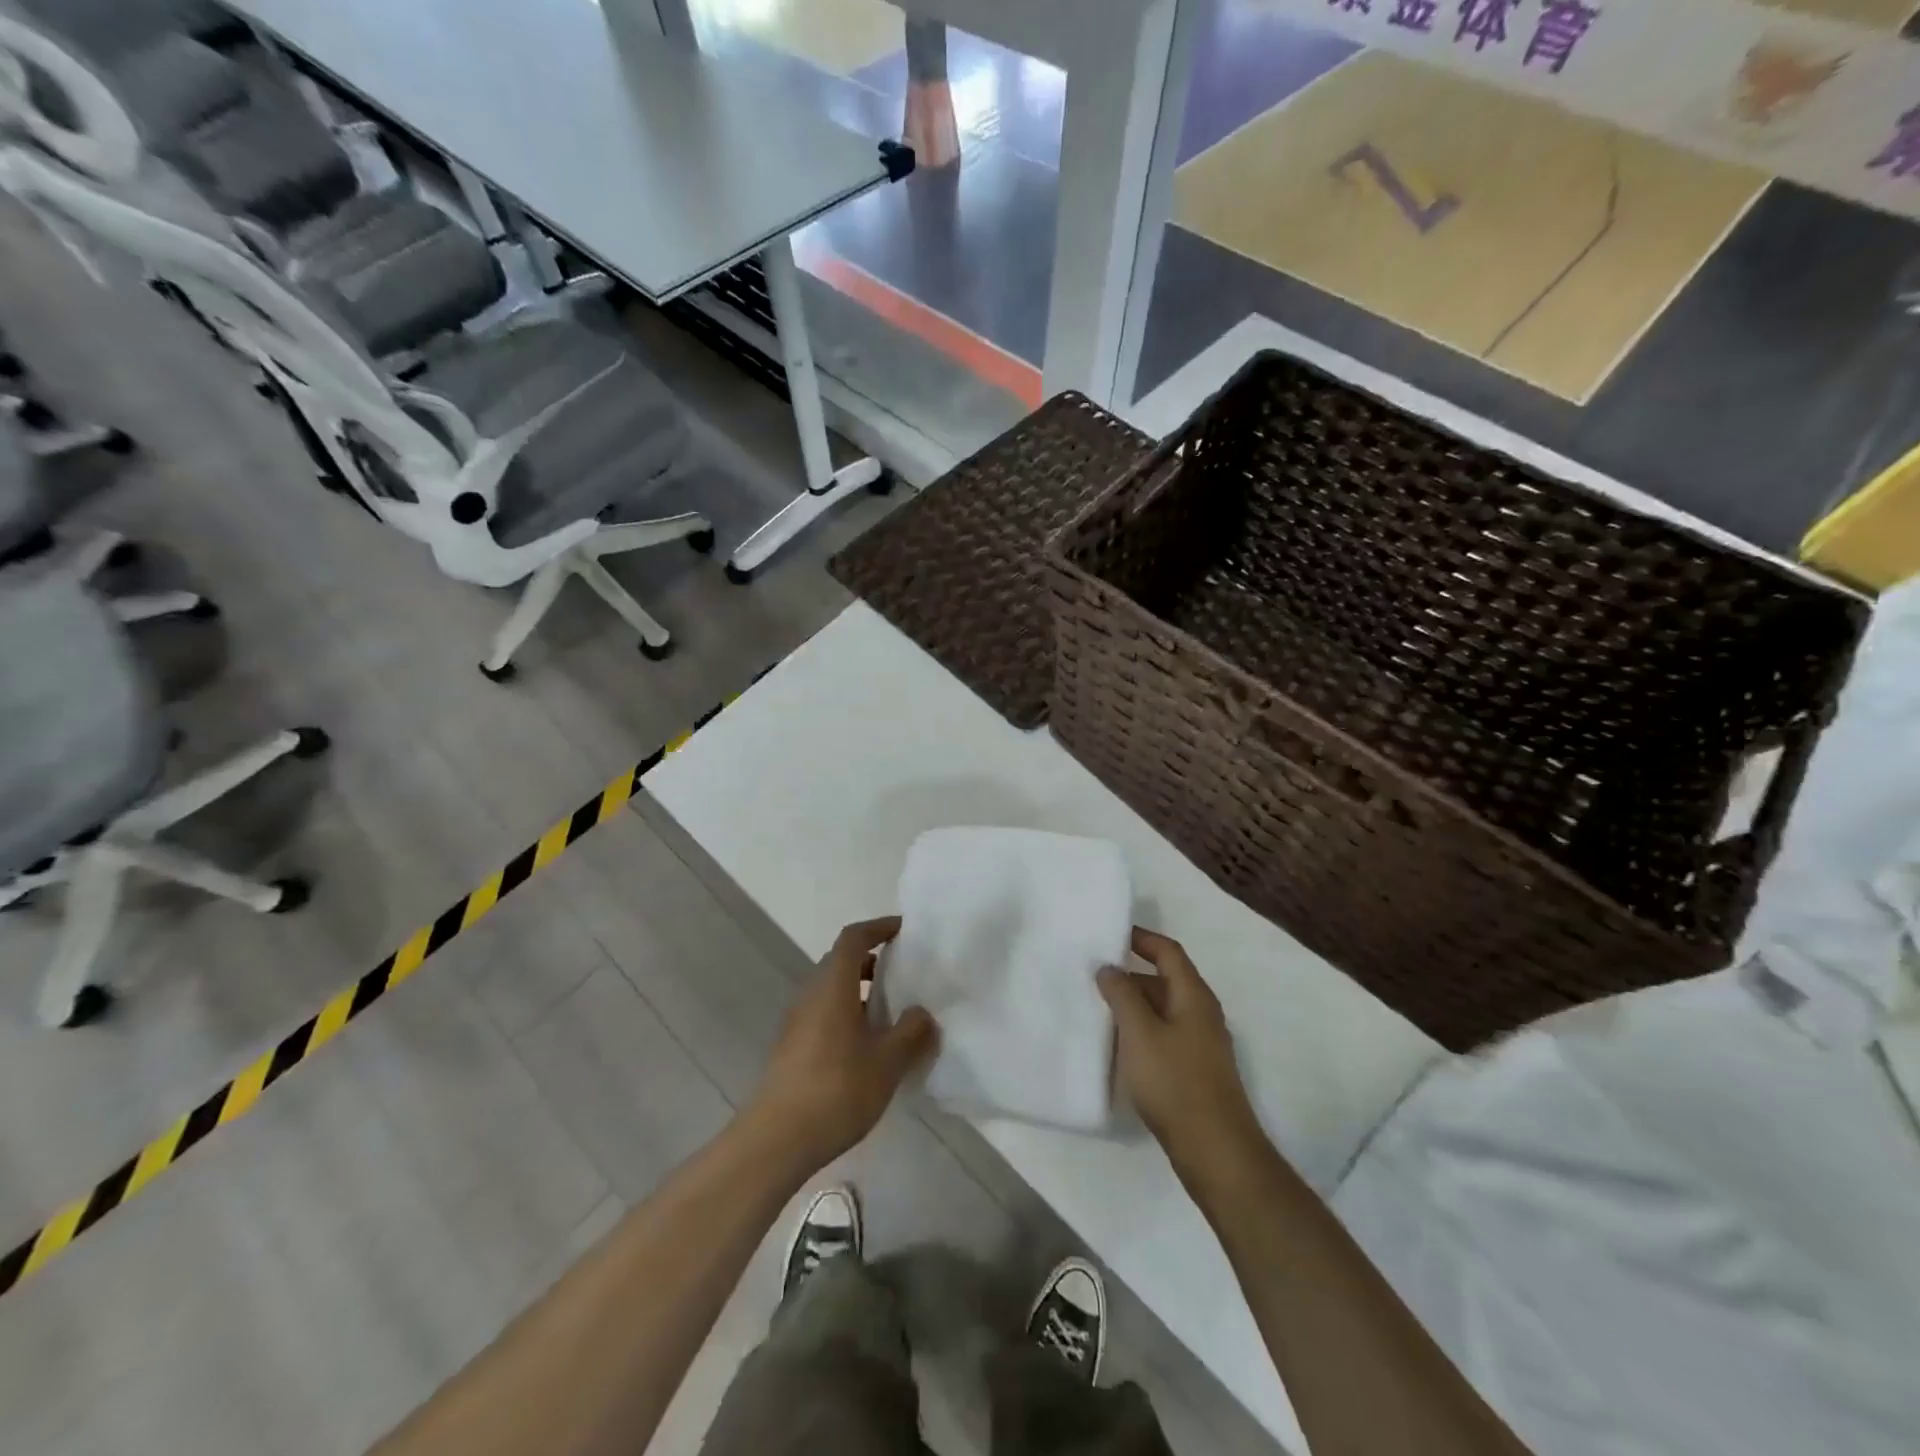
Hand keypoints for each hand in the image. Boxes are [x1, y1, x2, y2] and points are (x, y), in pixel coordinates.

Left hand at [745, 917, 938, 1180]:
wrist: (775, 1141)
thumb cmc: (836, 1090)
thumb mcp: (887, 1062)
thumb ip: (911, 1032)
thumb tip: (922, 1012)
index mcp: (833, 985)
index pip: (854, 938)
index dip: (878, 927)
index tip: (905, 931)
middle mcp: (811, 994)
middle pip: (841, 961)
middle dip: (873, 961)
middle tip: (905, 974)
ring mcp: (797, 1021)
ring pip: (832, 990)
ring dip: (861, 991)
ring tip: (893, 1013)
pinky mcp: (792, 1047)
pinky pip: (824, 1014)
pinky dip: (848, 1014)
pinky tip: (868, 1046)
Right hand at [1099, 928, 1264, 1188]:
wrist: (1215, 1150)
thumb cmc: (1175, 1082)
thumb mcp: (1139, 1032)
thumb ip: (1121, 995)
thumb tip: (1109, 967)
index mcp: (1193, 995)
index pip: (1168, 952)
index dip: (1141, 938)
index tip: (1110, 935)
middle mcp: (1202, 1013)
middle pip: (1165, 980)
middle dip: (1130, 975)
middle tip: (1093, 976)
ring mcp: (1201, 1044)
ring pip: (1163, 1010)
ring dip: (1134, 1005)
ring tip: (1098, 1009)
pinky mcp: (1195, 1070)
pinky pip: (1165, 1035)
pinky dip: (1141, 1031)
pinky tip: (1119, 1046)